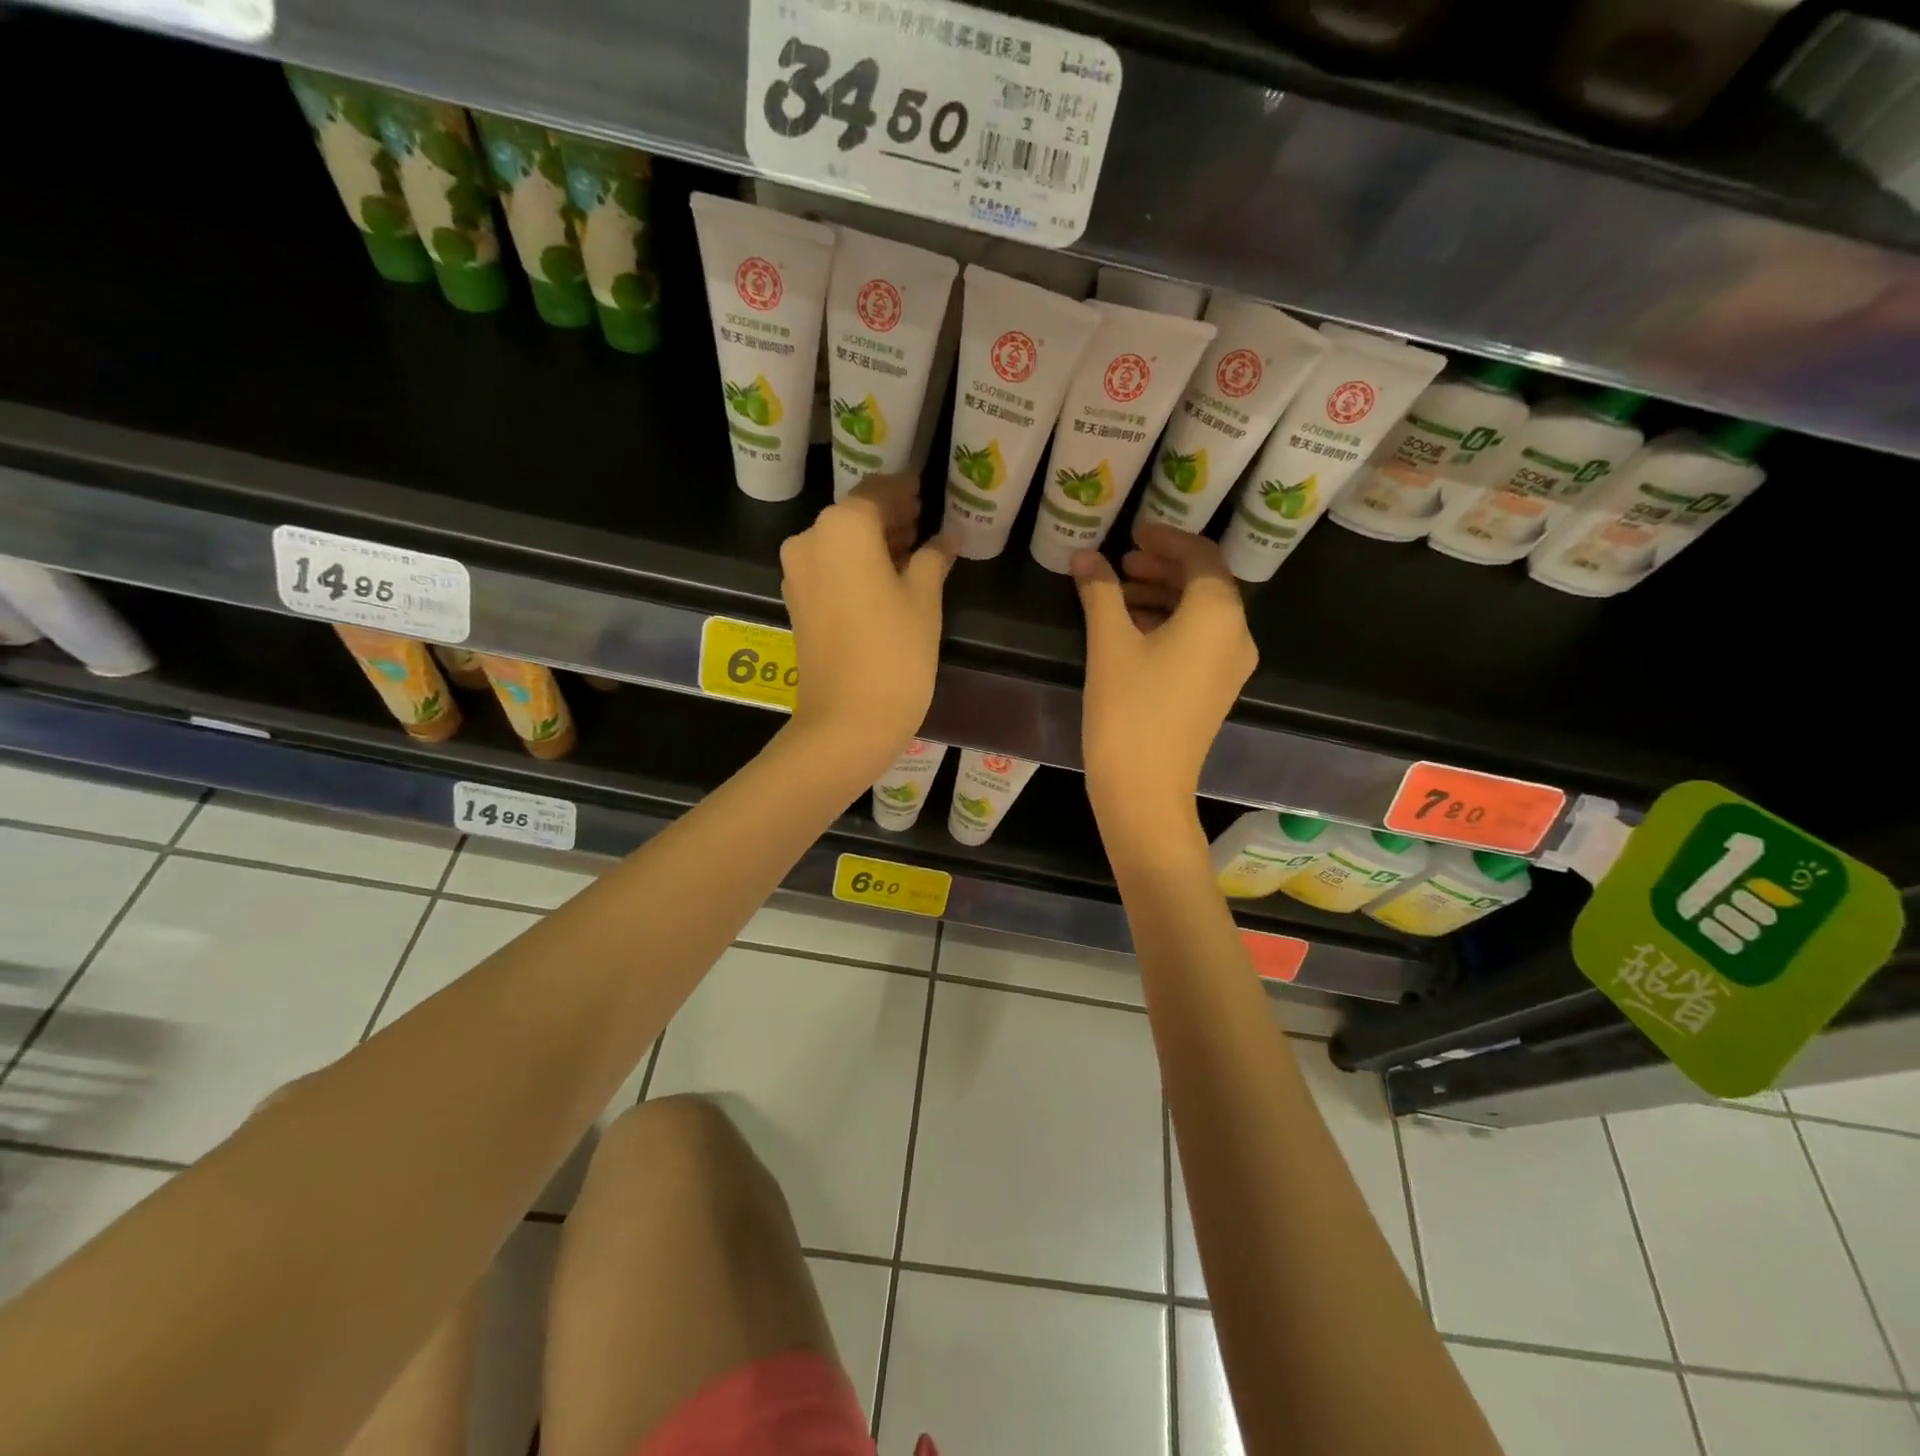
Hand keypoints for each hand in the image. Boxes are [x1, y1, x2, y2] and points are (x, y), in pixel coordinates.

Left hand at [780, 473, 953, 782]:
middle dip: (889, 516)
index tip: (924, 487)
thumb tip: (945, 539)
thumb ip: (933, 559)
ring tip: (911, 549)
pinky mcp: (797, 603)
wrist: (847, 720)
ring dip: (873, 542)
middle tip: (924, 519)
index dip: (904, 490)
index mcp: (844, 526)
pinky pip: (830, 568)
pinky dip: (855, 565)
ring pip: (840, 543)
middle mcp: (811, 539)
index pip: (878, 492)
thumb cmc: (895, 652)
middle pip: (855, 515)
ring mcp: (798, 573)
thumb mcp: (924, 599)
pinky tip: (885, 577)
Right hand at [1071, 524, 1256, 840]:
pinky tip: (1134, 630)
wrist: (1145, 788)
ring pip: (1202, 613)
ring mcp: (1231, 666)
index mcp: (1218, 614)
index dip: (1166, 538)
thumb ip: (1100, 591)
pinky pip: (1201, 640)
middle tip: (1122, 562)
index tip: (1133, 531)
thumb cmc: (1128, 709)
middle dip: (1163, 567)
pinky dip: (1171, 624)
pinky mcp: (1217, 689)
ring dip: (1164, 595)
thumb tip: (1084, 556)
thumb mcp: (1109, 643)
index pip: (1200, 556)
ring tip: (1120, 594)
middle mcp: (1237, 634)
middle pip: (1205, 583)